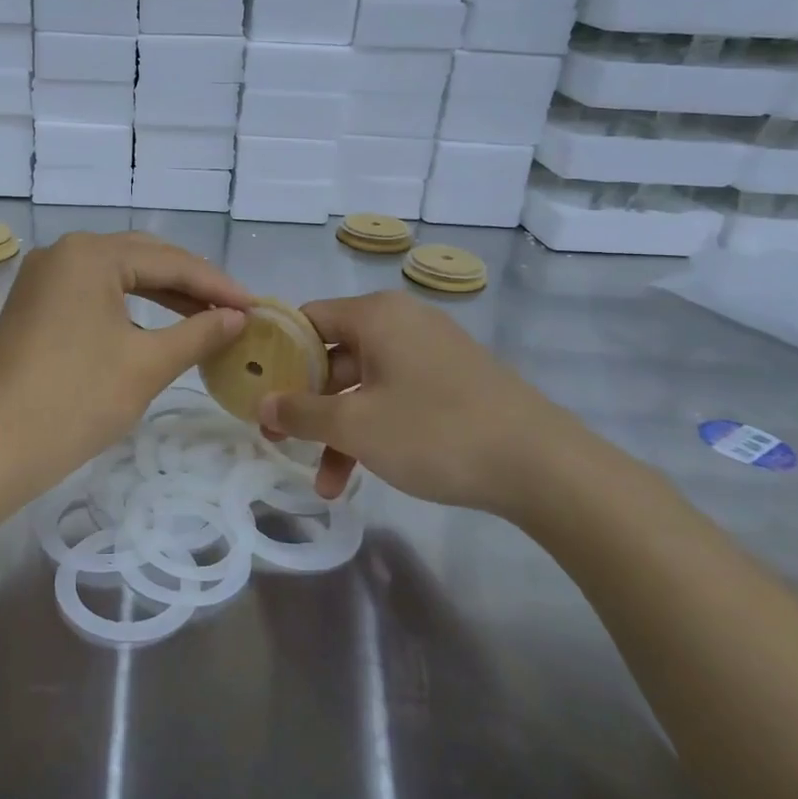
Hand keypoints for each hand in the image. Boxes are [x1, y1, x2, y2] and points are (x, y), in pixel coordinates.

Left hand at [0, 231, 249, 485]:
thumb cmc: (78, 400)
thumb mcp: (148, 364)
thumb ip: (199, 333)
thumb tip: (238, 318)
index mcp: (91, 254)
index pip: (169, 261)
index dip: (217, 285)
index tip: (255, 306)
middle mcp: (64, 251)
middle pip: (143, 258)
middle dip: (190, 284)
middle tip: (233, 309)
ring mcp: (44, 276)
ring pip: (118, 274)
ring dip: (162, 293)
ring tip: (204, 316)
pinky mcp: (35, 302)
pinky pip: (93, 291)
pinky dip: (129, 305)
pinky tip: (156, 323)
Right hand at [258, 292, 591, 518]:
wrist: (542, 466)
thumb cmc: (435, 431)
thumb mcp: (355, 424)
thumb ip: (301, 411)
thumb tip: (262, 403)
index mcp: (377, 315)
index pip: (307, 319)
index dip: (276, 354)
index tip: (255, 390)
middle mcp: (402, 323)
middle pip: (333, 355)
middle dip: (306, 404)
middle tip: (281, 440)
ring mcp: (430, 353)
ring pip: (364, 385)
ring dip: (338, 430)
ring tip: (325, 483)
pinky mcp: (452, 383)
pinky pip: (394, 397)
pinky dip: (373, 429)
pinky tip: (362, 474)